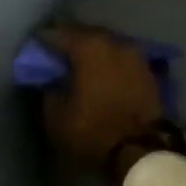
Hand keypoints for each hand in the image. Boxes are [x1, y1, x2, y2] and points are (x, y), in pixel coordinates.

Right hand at [39, 24, 165, 179]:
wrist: (141, 152)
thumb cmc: (93, 131)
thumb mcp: (56, 116)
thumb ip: (50, 90)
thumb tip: (52, 80)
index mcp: (89, 47)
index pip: (58, 33)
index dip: (43, 40)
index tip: (35, 47)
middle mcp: (115, 43)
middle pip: (86, 34)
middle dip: (71, 41)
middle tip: (57, 53)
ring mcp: (136, 55)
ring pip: (108, 45)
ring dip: (94, 52)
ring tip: (81, 64)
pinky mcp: (150, 72)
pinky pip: (123, 60)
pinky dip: (111, 64)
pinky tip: (103, 74)